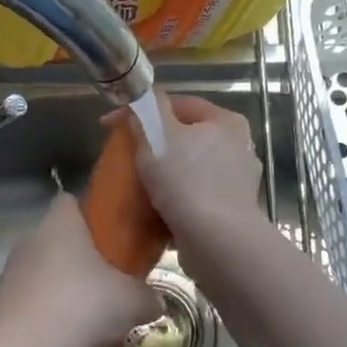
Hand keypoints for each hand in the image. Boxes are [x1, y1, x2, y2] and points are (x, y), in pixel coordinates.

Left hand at [0, 195, 161, 346]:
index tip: (113, 239)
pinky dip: (51, 323)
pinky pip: (33, 308)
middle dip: (86, 268)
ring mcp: (10, 275)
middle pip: (62, 245)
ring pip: (49, 280)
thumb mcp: (132, 302)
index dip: (92, 215)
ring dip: (70, 299)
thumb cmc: (82, 307)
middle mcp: (29, 241)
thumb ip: (147, 297)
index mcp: (59, 225)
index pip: (71, 201)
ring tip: (95, 332)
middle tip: (112, 293)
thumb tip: (153, 302)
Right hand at [128, 92, 264, 246]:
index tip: (109, 126)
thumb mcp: (158, 135)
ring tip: (134, 186)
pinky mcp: (228, 213)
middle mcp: (237, 148)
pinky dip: (172, 201)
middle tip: (123, 156)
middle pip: (185, 138)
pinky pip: (192, 198)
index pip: (179, 104)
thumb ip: (147, 110)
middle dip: (153, 145)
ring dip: (162, 176)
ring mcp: (235, 183)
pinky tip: (152, 210)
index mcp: (226, 122)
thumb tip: (140, 104)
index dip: (142, 110)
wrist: (217, 242)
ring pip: (188, 170)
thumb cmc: (187, 181)